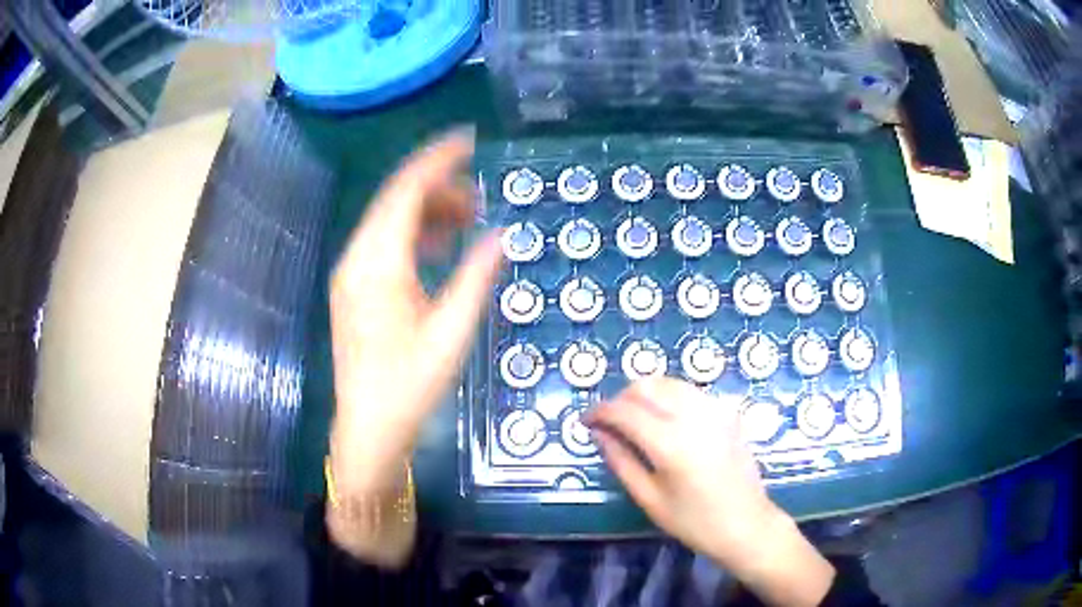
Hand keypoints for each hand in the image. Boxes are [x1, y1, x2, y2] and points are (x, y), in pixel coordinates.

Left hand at [327, 130, 501, 564]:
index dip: (437, 160)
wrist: (369, 424)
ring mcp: (352, 271)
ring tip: (468, 219)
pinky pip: (384, 243)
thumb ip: (477, 276)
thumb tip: (502, 235)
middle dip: (437, 186)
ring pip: (389, 220)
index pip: (406, 191)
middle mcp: (358, 257)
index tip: (468, 140)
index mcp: (378, 263)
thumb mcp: (452, 331)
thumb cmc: (410, 383)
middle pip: (395, 200)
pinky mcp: (354, 286)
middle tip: (480, 195)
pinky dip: (413, 234)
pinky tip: (440, 245)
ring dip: (427, 211)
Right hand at [586, 378, 833, 605]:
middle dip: (621, 398)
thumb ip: (621, 461)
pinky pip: (690, 391)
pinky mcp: (728, 411)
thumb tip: (598, 433)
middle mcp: (693, 416)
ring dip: (645, 394)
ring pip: (669, 382)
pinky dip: (669, 397)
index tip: (586, 421)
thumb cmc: (694, 521)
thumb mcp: (649, 498)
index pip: (625, 410)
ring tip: (635, 420)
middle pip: (647, 385)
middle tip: (610, 423)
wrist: (746, 524)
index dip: (599, 411)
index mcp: (671, 443)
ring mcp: (715, 409)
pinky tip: (666, 421)